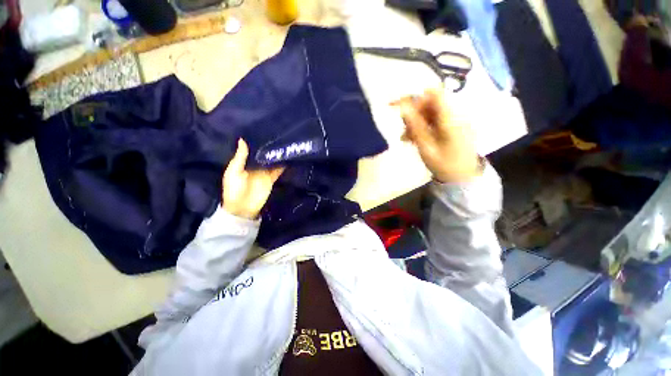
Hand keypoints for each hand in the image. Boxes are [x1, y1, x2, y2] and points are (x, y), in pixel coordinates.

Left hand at [222, 139, 284, 219]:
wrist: (243, 208)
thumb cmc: (234, 189)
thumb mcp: (234, 172)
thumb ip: (240, 157)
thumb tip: (242, 139)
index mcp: (244, 163)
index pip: (251, 149)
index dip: (256, 141)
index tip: (262, 130)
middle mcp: (255, 165)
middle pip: (263, 154)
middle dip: (269, 146)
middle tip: (277, 133)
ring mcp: (264, 172)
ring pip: (272, 161)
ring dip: (277, 154)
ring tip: (284, 142)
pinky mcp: (271, 179)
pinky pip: (278, 170)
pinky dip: (283, 165)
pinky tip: (288, 157)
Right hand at [393, 89, 481, 182]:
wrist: (463, 177)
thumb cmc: (444, 165)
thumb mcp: (426, 147)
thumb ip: (415, 126)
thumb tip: (403, 108)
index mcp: (452, 118)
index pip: (434, 94)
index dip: (414, 96)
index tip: (398, 105)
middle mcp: (456, 113)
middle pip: (430, 102)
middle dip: (413, 113)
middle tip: (402, 129)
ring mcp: (456, 119)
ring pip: (430, 111)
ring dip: (415, 121)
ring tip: (406, 137)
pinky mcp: (453, 124)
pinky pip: (434, 118)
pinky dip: (422, 125)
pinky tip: (414, 137)